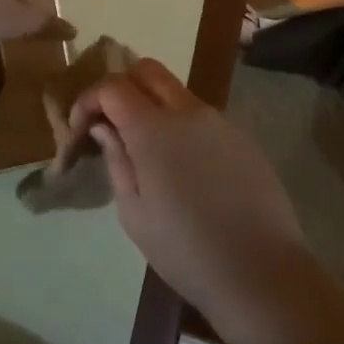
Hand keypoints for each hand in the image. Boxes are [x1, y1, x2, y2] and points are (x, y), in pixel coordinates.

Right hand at [78, 59, 315, 343]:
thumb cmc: (186, 250)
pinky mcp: (243, 138)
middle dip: (122, 86)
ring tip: (147, 151)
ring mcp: (220, 121)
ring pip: (177, 92)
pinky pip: (202, 117)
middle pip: (147, 70)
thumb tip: (105, 127)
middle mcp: (188, 112)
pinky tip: (185, 169)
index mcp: (154, 128)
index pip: (112, 86)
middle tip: (111, 123)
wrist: (262, 274)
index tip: (81, 130)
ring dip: (153, 106)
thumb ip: (116, 160)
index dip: (89, 100)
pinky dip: (182, 126)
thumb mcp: (134, 213)